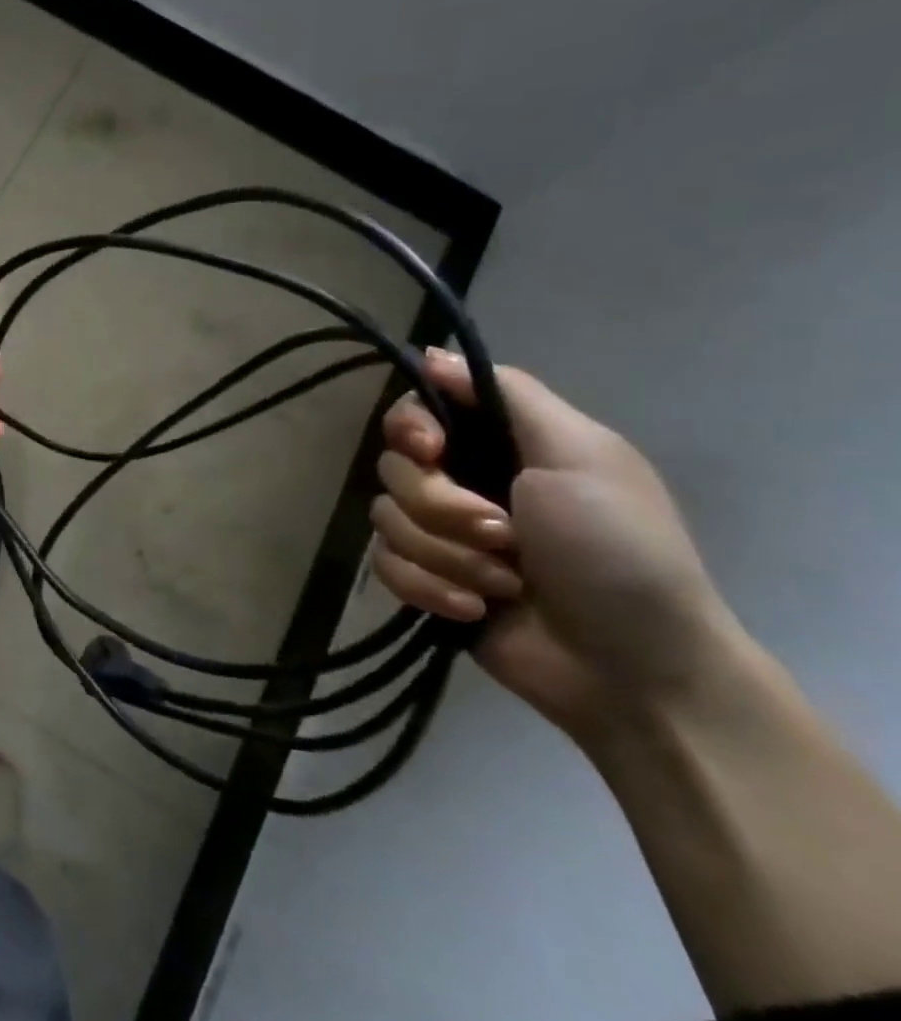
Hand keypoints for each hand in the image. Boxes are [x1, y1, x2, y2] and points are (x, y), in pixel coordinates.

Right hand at [371, 349, 750, 741]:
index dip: (410, 426)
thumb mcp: (581, 457)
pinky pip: (385, 567)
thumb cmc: (619, 551)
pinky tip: (475, 607)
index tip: (431, 450)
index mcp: (500, 444)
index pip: (416, 410)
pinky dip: (430, 587)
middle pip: (394, 467)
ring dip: (447, 555)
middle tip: (504, 535)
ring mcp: (441, 534)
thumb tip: (431, 353)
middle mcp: (463, 481)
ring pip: (386, 520)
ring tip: (503, 582)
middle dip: (442, 507)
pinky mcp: (427, 579)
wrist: (635, 667)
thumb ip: (508, 396)